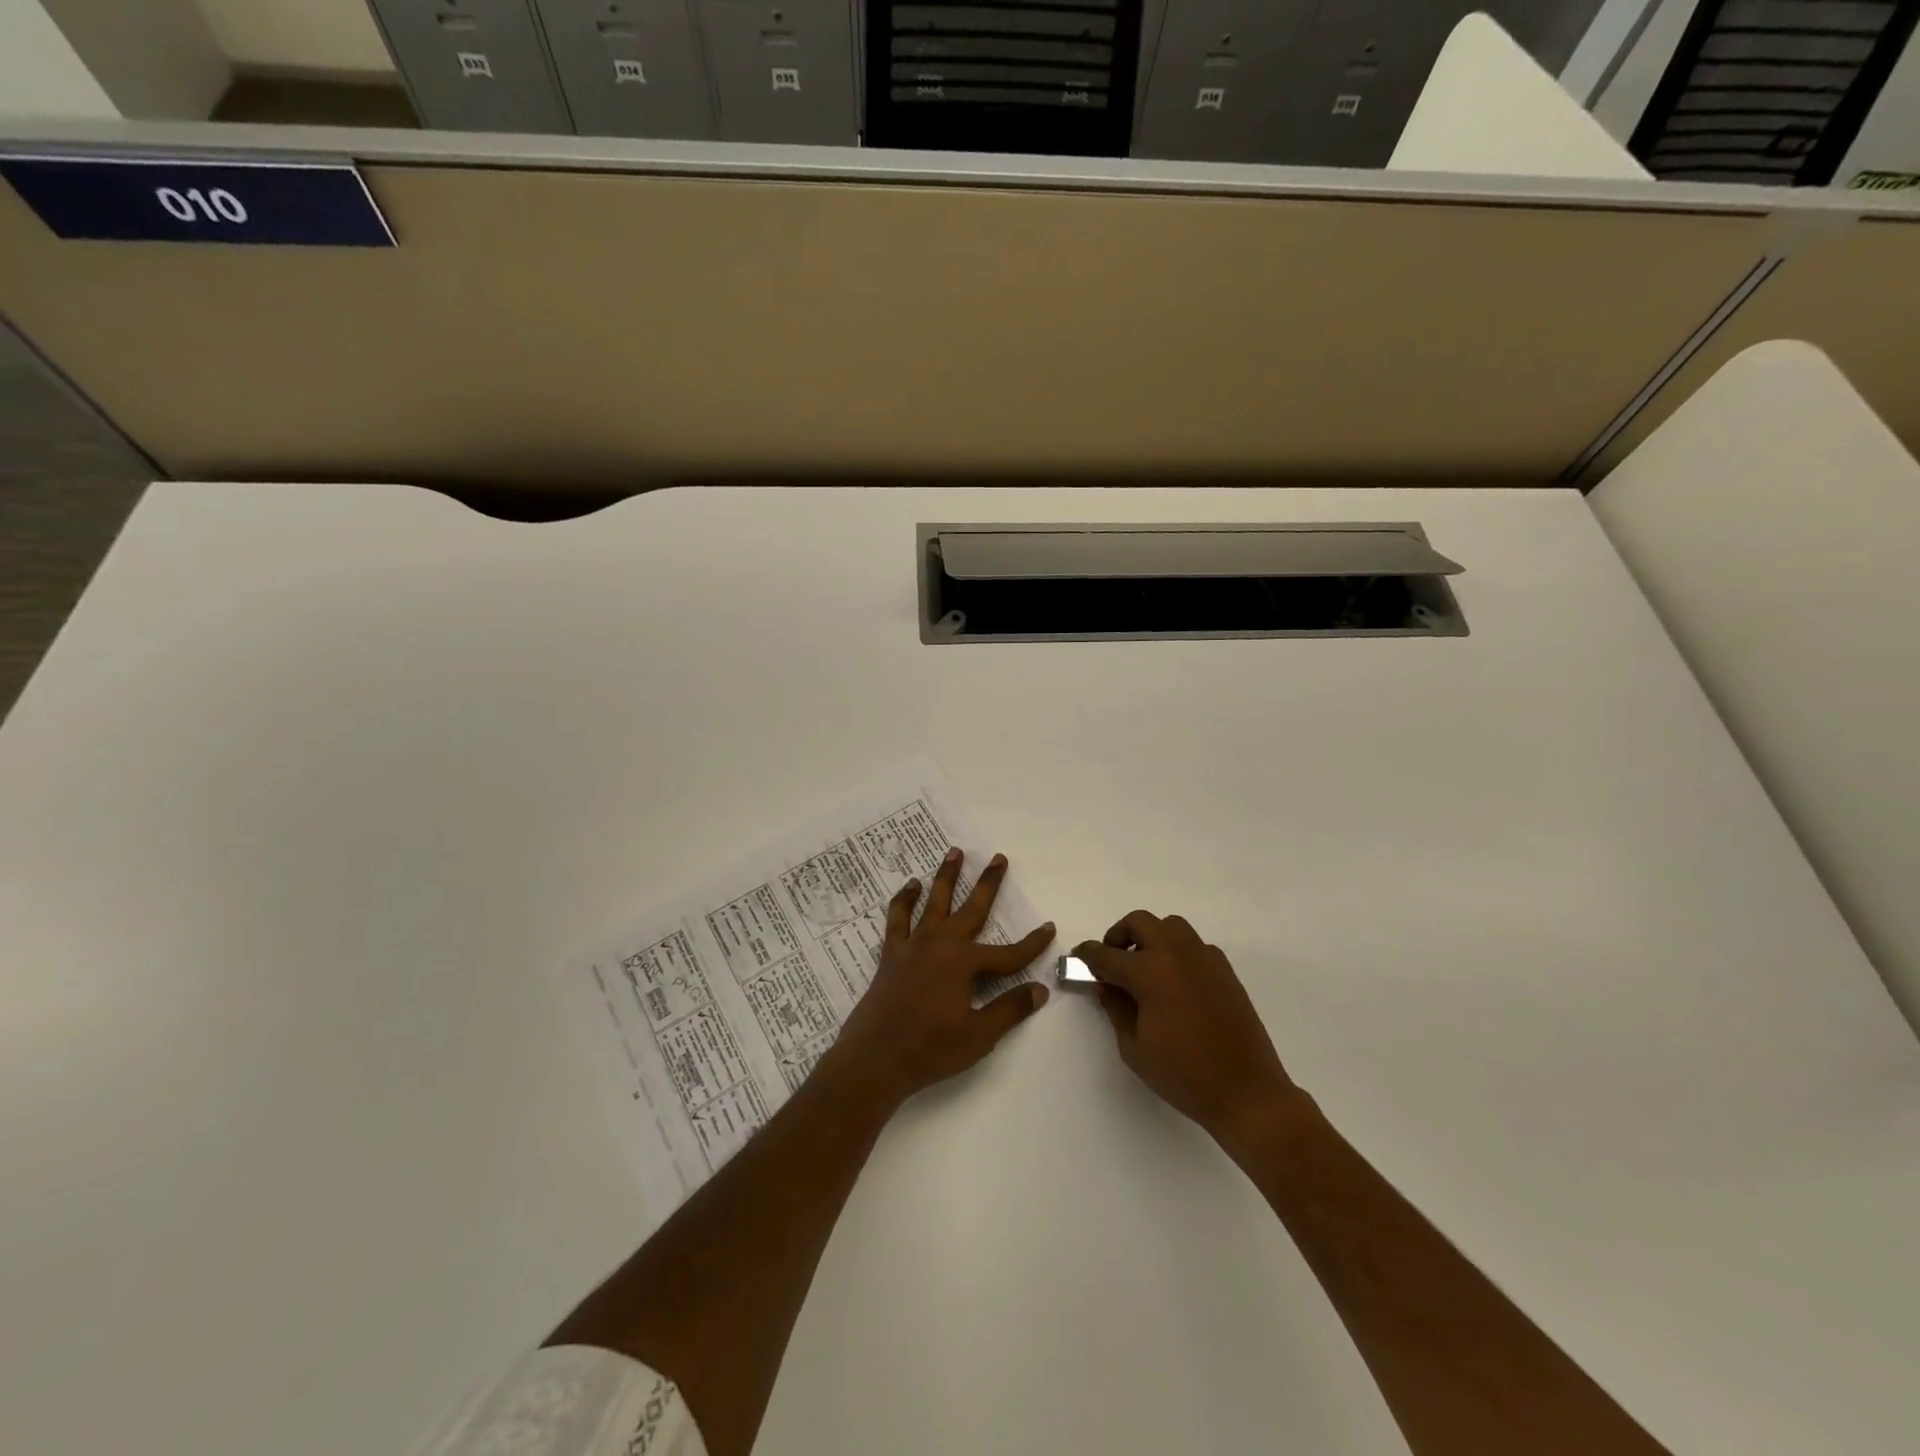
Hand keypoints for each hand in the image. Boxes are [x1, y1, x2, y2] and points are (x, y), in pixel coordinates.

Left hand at [819, 847, 1053, 1113]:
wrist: (874, 1059)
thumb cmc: (929, 1050)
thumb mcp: (979, 1035)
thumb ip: (1010, 1009)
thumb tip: (1040, 989)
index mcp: (964, 963)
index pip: (1008, 954)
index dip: (1032, 944)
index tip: (1050, 928)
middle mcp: (940, 944)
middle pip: (972, 909)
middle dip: (989, 883)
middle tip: (999, 858)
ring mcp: (913, 946)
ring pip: (934, 902)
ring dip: (946, 876)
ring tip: (954, 852)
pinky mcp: (891, 954)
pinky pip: (898, 918)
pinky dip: (904, 900)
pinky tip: (910, 886)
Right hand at [1074, 911, 1301, 1158]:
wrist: (1247, 1092)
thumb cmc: (1183, 1075)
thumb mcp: (1134, 1048)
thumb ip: (1116, 1008)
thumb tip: (1106, 986)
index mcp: (1149, 972)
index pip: (1106, 954)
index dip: (1087, 955)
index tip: (1078, 958)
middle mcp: (1176, 954)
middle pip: (1140, 922)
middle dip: (1119, 936)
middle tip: (1113, 960)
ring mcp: (1204, 959)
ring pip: (1170, 926)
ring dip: (1151, 937)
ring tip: (1145, 967)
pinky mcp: (1225, 970)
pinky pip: (1194, 945)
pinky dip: (1178, 952)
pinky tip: (1176, 982)